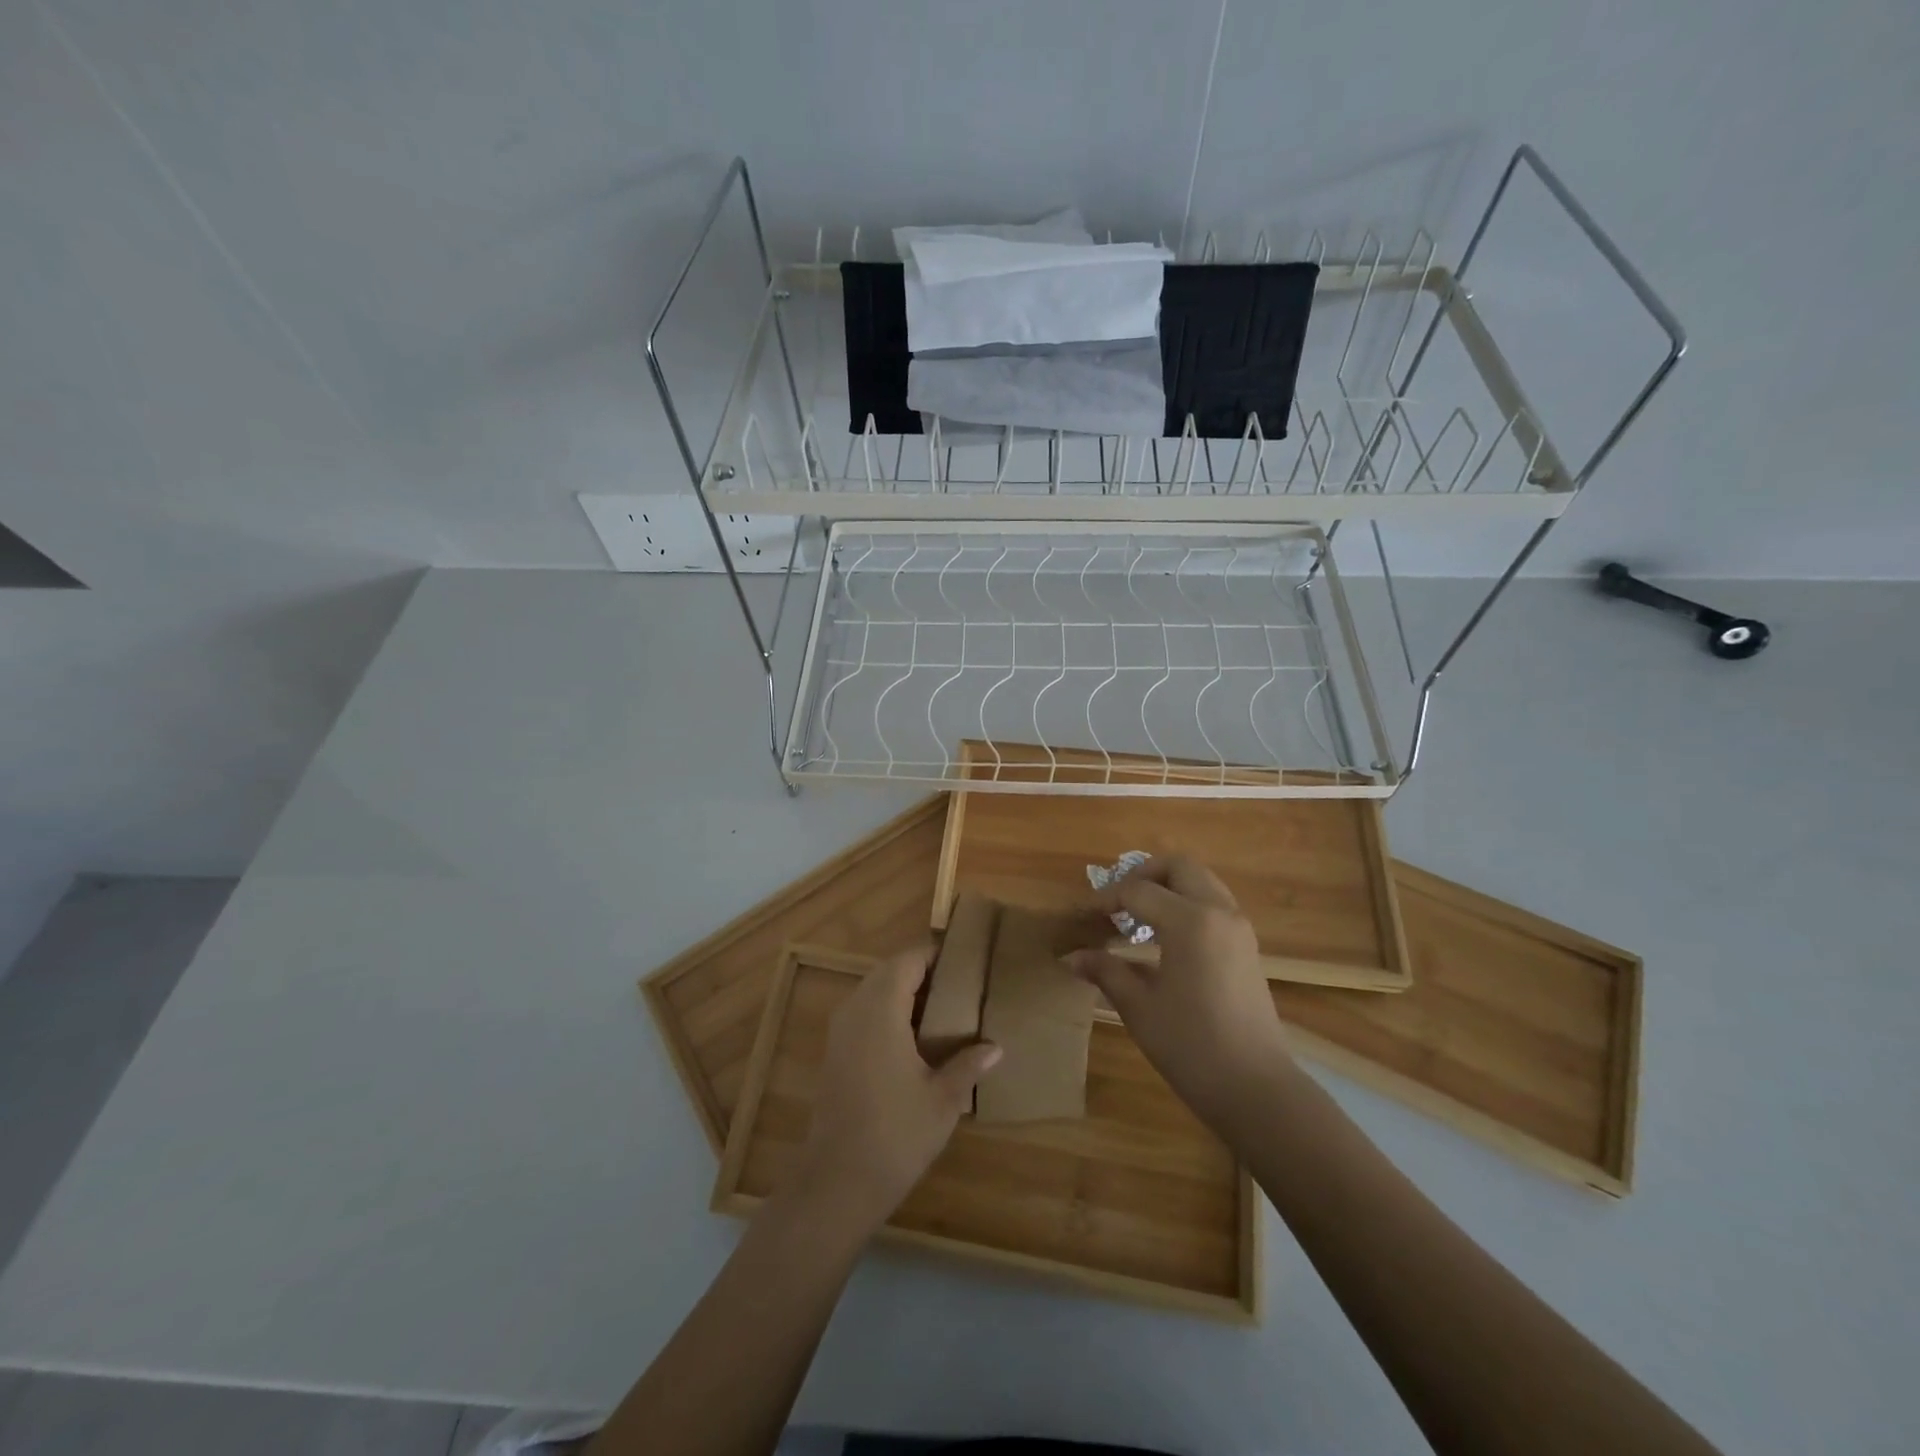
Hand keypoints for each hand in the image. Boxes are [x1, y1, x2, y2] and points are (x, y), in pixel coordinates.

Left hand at [788, 947, 1001, 1231]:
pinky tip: (915, 1039)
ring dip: (904, 992)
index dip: (935, 954)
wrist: (836, 1183)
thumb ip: (968, 1065)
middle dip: (922, 971)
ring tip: (944, 1009)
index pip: (908, 960)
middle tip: (960, 984)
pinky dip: (889, 1012)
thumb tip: (995, 1048)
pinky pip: (864, 1013)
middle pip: (889, 971)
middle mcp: (855, 1009)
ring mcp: (840, 1031)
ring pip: (874, 991)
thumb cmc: (895, 1135)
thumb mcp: (943, 1100)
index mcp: (881, 1009)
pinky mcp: (835, 1053)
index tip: (966, 959)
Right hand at [1066, 856, 1295, 1127]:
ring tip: (1136, 917)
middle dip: (1142, 875)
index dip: (1105, 900)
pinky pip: (1213, 903)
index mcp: (1190, 922)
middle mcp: (1219, 912)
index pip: (1138, 892)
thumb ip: (1106, 971)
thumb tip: (1072, 956)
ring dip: (1166, 887)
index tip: (1082, 916)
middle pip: (1178, 867)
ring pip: (1200, 881)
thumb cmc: (1191, 1047)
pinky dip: (1185, 904)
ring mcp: (1238, 927)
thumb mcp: (1139, 1008)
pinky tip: (1162, 937)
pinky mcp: (1246, 946)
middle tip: (1115, 902)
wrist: (1256, 1089)